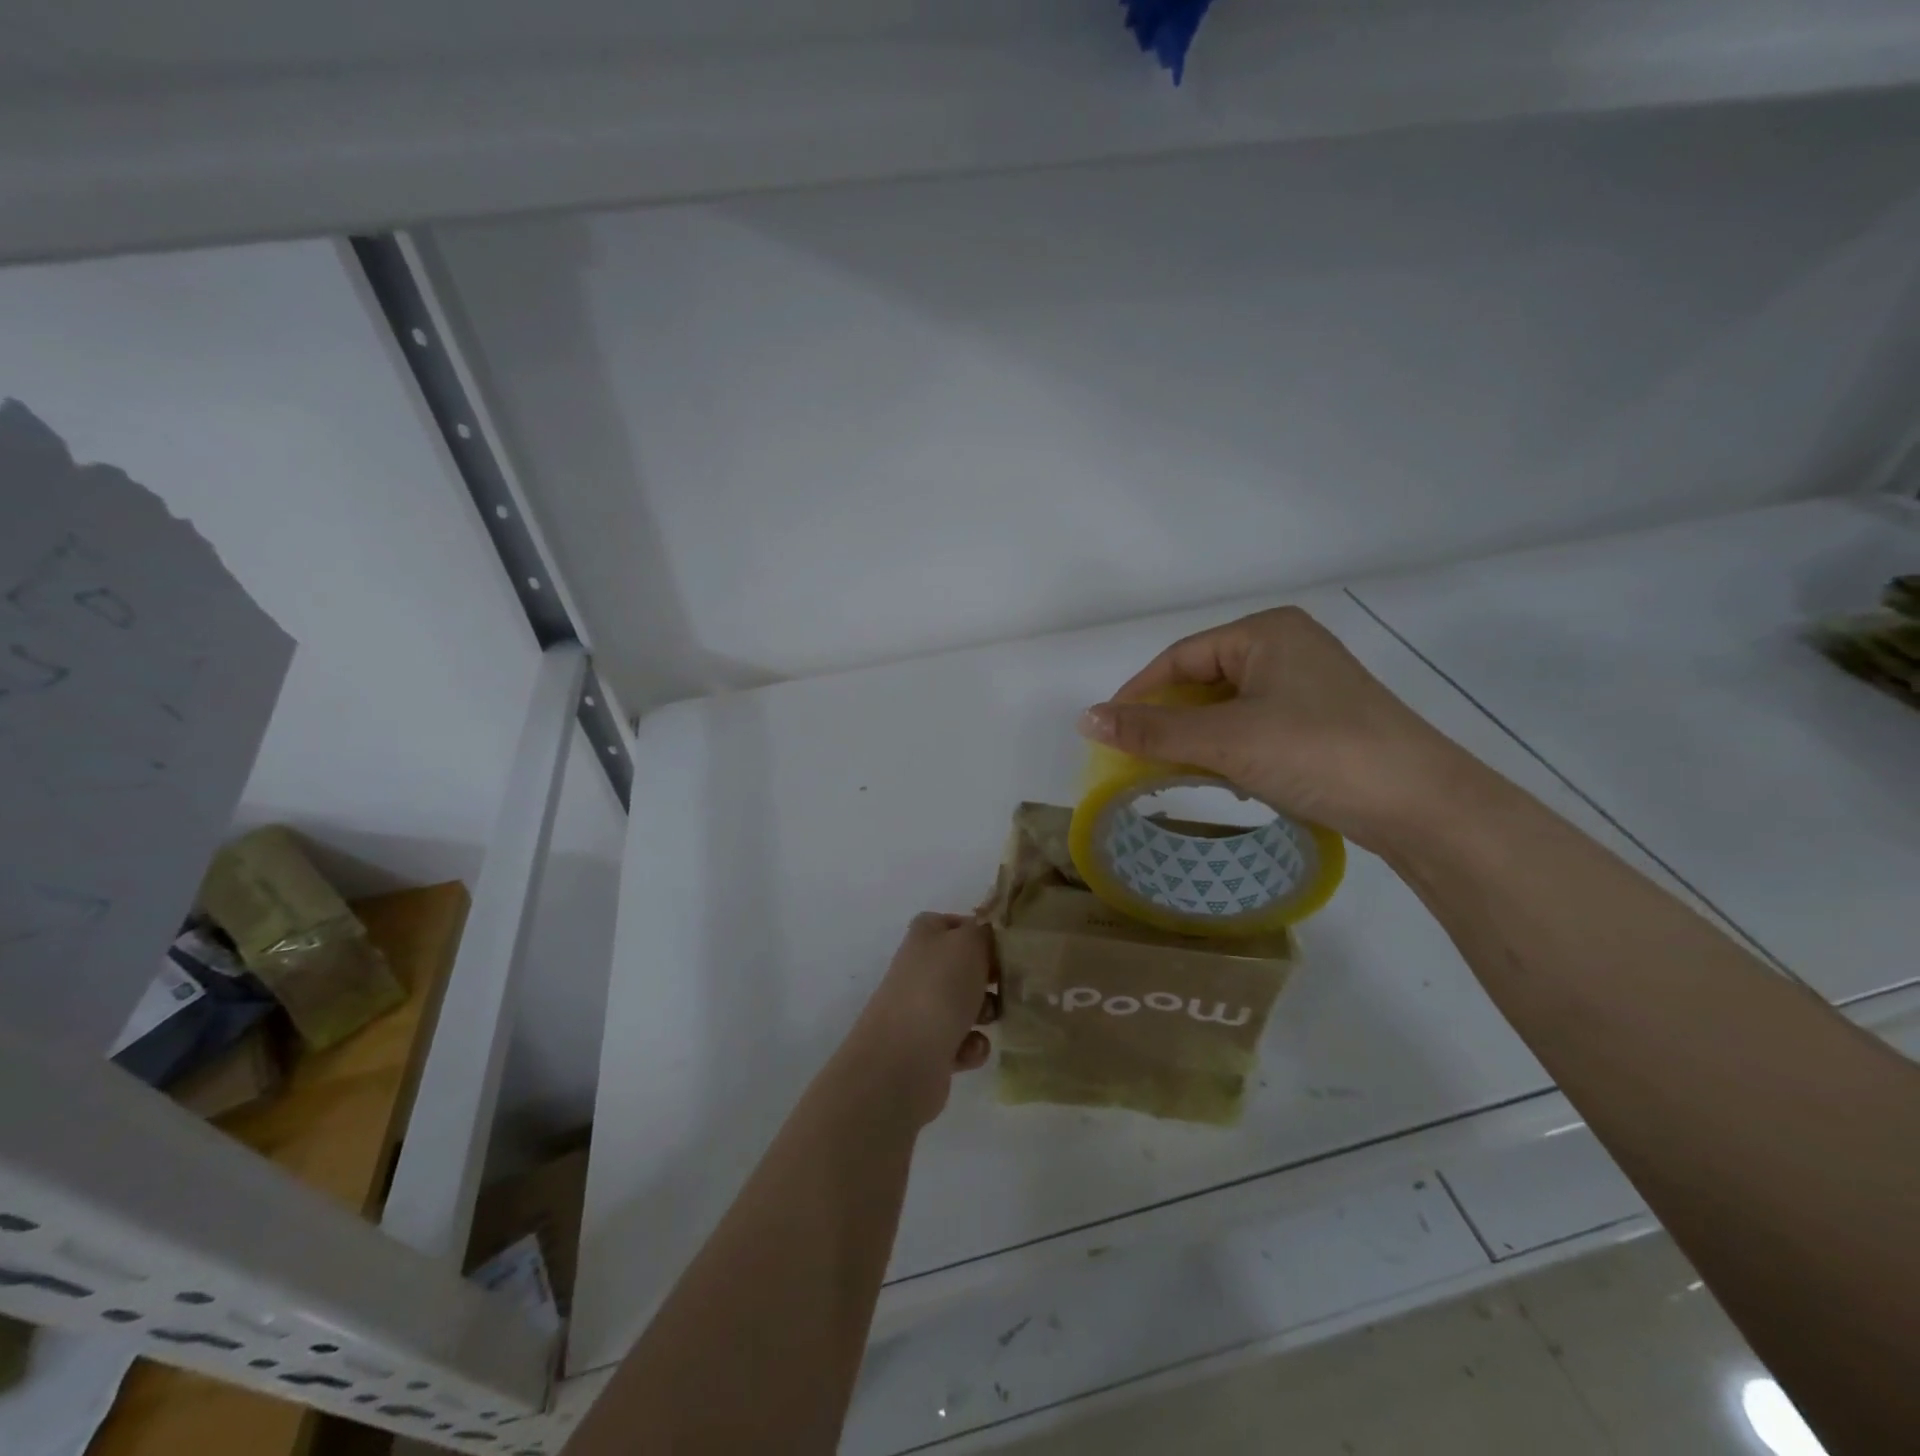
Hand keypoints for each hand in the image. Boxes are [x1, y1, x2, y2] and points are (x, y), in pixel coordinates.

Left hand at [844, 914, 997, 1126]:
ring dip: (986, 1012)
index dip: (982, 932)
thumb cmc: (939, 988)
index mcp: (925, 936)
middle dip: (991, 977)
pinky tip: (970, 1050)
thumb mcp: (969, 943)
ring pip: (966, 1005)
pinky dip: (971, 1046)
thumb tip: (988, 936)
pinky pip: (962, 1042)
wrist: (904, 1059)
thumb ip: (984, 932)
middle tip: (1012, 983)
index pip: (956, 924)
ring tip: (992, 1019)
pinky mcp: (927, 1049)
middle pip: (964, 966)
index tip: (1007, 947)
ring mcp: (921, 1010)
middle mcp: (920, 969)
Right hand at [1078, 606, 1473, 852]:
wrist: (1421, 805)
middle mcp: (1288, 647)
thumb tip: (1085, 719)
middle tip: (1139, 757)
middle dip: (1171, 721)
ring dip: (1199, 739)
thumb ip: (1153, 731)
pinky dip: (1232, 749)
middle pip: (1204, 681)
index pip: (1180, 658)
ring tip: (1178, 772)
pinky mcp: (1323, 720)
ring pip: (1229, 707)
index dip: (1138, 693)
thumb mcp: (1226, 741)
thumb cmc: (1316, 752)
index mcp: (1265, 632)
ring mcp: (1309, 684)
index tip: (1108, 731)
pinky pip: (1256, 725)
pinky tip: (1229, 779)